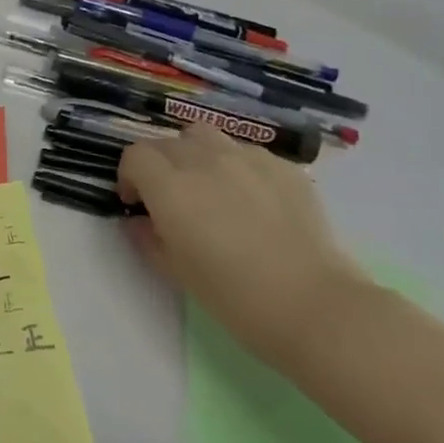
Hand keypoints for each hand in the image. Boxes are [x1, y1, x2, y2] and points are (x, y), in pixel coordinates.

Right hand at [118, 124, 368, 362]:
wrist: (314, 306)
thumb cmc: (234, 297)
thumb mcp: (175, 272)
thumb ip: (147, 238)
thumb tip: (140, 220)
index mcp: (171, 187)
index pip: (135, 156)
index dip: (129, 176)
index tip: (137, 203)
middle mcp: (204, 161)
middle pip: (167, 143)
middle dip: (159, 165)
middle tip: (170, 198)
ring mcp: (247, 158)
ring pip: (205, 136)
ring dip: (194, 154)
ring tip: (208, 185)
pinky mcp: (283, 167)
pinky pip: (246, 152)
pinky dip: (235, 165)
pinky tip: (251, 198)